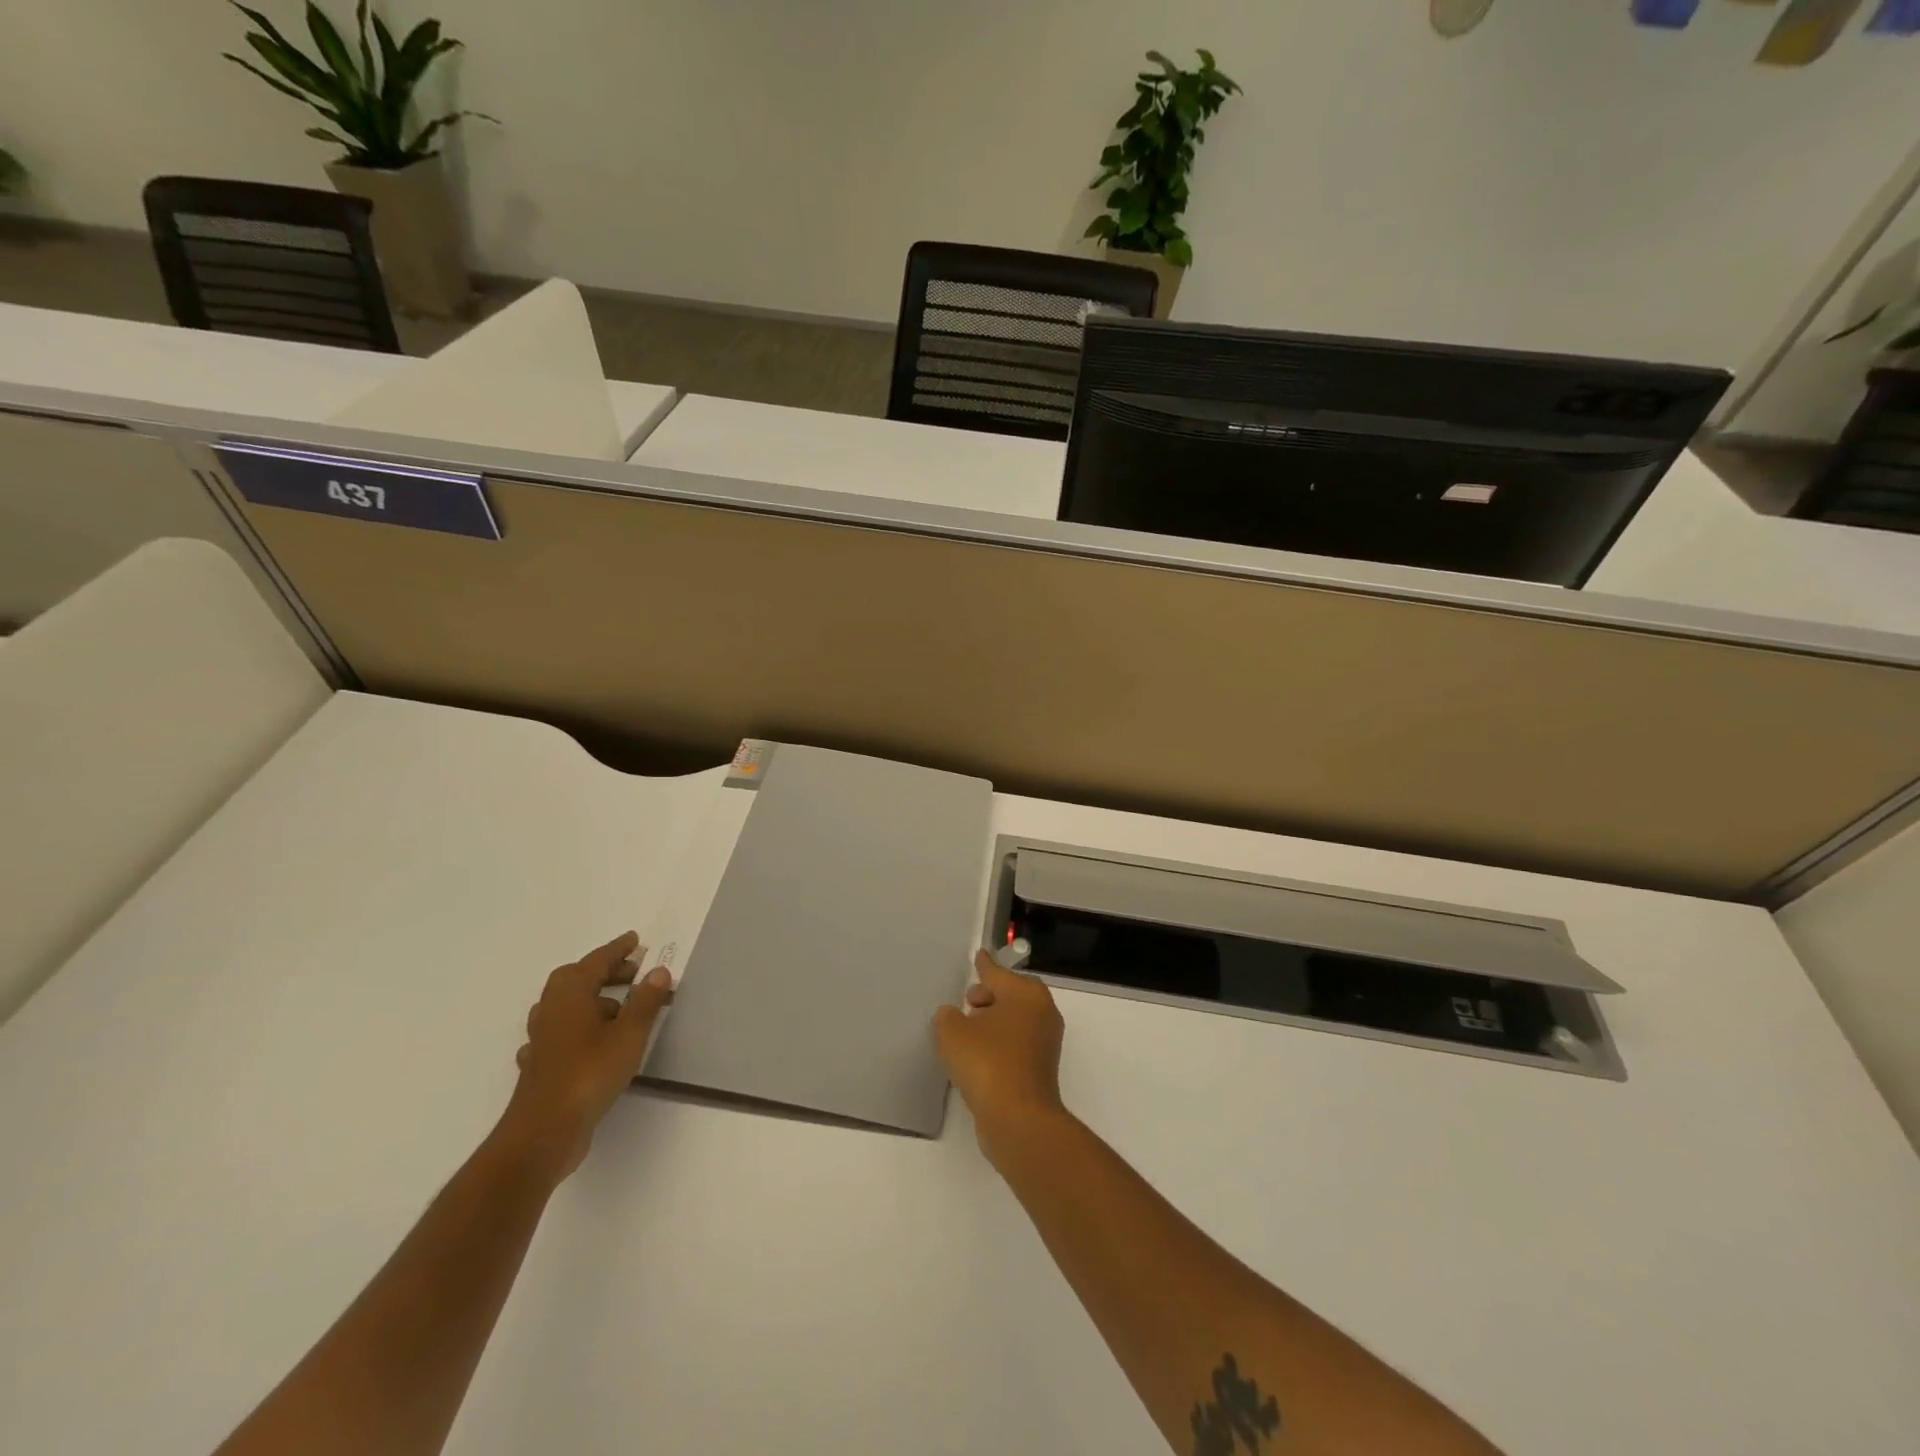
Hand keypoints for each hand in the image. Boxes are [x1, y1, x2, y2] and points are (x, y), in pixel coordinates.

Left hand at [498, 931, 673, 1182]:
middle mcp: (551, 1010)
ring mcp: (542, 1039)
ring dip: (593, 1000)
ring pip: (568, 1007)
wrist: (544, 1131)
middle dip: (606, 973)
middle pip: (577, 980)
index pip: (596, 961)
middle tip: (634, 973)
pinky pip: (562, 1034)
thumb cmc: (589, 1073)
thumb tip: (657, 971)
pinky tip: (592, 1041)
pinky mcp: (541, 1066)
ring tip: (622, 1007)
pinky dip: (580, 1029)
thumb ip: (645, 1000)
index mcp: (570, 994)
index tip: (636, 940)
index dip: (618, 950)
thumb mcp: (629, 1033)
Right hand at [933, 949, 1067, 1164]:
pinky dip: (997, 1045)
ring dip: (991, 1023)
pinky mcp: (1040, 1070)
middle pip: (1010, 995)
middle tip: (967, 1002)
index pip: (998, 973)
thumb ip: (947, 1017)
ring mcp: (1045, 1043)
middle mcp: (1042, 1013)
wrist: (1018, 1118)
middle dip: (987, 996)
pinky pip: (1014, 1045)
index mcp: (1026, 994)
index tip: (979, 955)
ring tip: (964, 1032)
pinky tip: (975, 1057)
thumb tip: (952, 1016)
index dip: (984, 965)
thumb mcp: (952, 1032)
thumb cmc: (987, 1062)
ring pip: (1013, 1021)